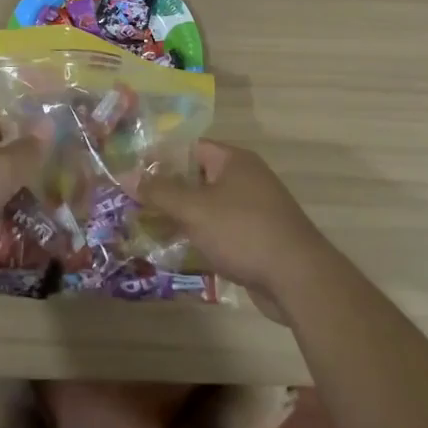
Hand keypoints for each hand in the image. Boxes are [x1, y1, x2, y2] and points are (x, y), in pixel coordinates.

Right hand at [131, 141, 330, 318]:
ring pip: (208, 206)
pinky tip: (179, 249)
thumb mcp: (194, 209)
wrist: (298, 279)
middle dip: (168, 190)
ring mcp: (255, 209)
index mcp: (234, 160)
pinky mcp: (258, 238)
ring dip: (183, 216)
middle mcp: (246, 178)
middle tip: (135, 202)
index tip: (134, 173)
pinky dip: (201, 235)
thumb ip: (160, 192)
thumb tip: (129, 176)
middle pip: (198, 177)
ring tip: (148, 227)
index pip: (190, 148)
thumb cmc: (243, 231)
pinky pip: (221, 229)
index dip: (161, 158)